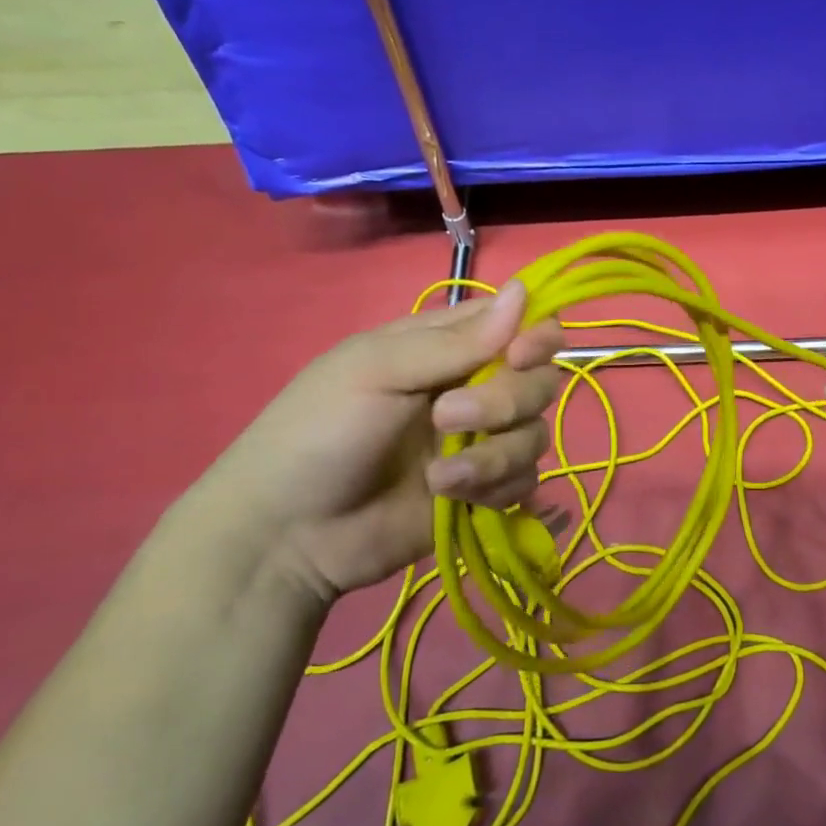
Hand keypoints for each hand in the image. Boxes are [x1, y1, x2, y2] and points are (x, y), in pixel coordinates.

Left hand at [179, 280, 563, 598]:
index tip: (520, 355)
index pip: (518, 324)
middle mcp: (473, 388)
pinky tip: (449, 497)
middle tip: (447, 418)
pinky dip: (495, 488)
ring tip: (440, 476)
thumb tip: (524, 290)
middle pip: (537, 380)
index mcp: (446, 347)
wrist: (287, 535)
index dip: (534, 336)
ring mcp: (481, 442)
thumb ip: (456, 340)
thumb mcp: (377, 371)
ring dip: (495, 455)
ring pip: (535, 434)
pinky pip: (525, 480)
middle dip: (504, 401)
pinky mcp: (484, 490)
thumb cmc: (319, 432)